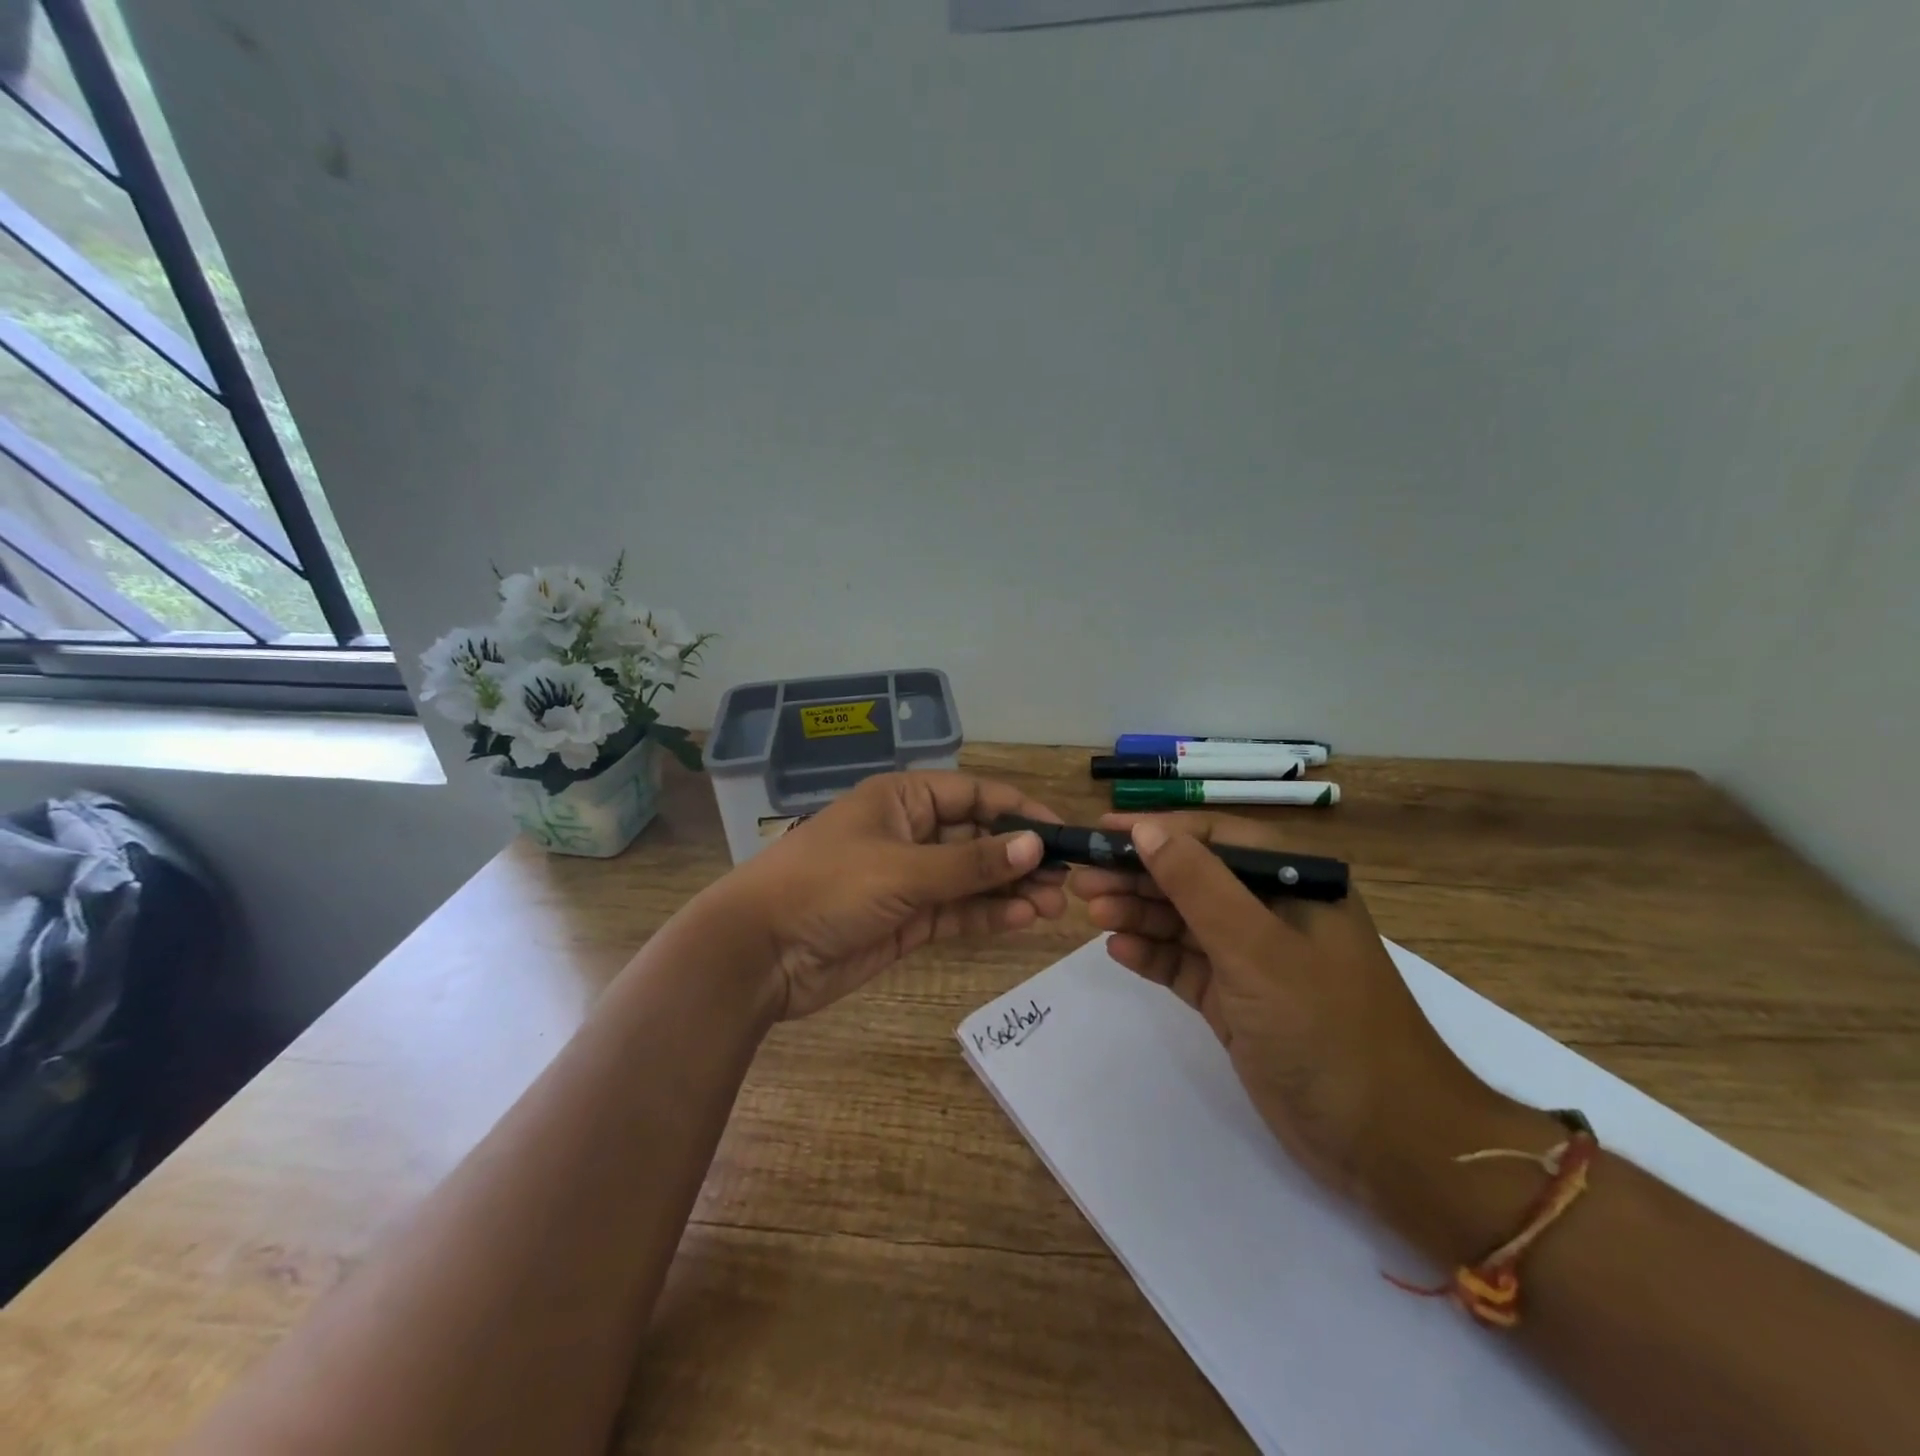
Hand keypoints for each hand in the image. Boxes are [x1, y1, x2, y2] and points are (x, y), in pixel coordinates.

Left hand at [710, 772, 1066, 1020]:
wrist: (758, 954)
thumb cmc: (827, 887)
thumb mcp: (902, 869)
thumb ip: (970, 862)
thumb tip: (1035, 845)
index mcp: (901, 799)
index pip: (973, 794)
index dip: (1019, 810)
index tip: (1061, 833)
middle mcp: (908, 833)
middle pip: (977, 837)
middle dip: (1019, 855)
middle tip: (1064, 881)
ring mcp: (907, 879)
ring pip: (971, 878)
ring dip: (1010, 888)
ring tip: (1052, 905)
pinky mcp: (905, 921)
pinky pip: (956, 911)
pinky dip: (987, 914)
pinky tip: (1022, 919)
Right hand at [1067, 812, 1506, 1206]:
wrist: (1387, 1144)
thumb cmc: (1327, 1028)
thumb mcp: (1256, 948)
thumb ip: (1198, 884)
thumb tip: (1146, 829)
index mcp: (1295, 882)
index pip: (1213, 839)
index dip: (1157, 831)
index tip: (1101, 833)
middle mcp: (1273, 913)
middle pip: (1193, 879)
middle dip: (1138, 876)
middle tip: (1081, 879)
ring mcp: (1255, 960)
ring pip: (1185, 922)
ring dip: (1139, 913)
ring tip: (1091, 911)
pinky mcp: (1239, 1002)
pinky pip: (1186, 966)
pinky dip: (1154, 956)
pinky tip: (1118, 950)